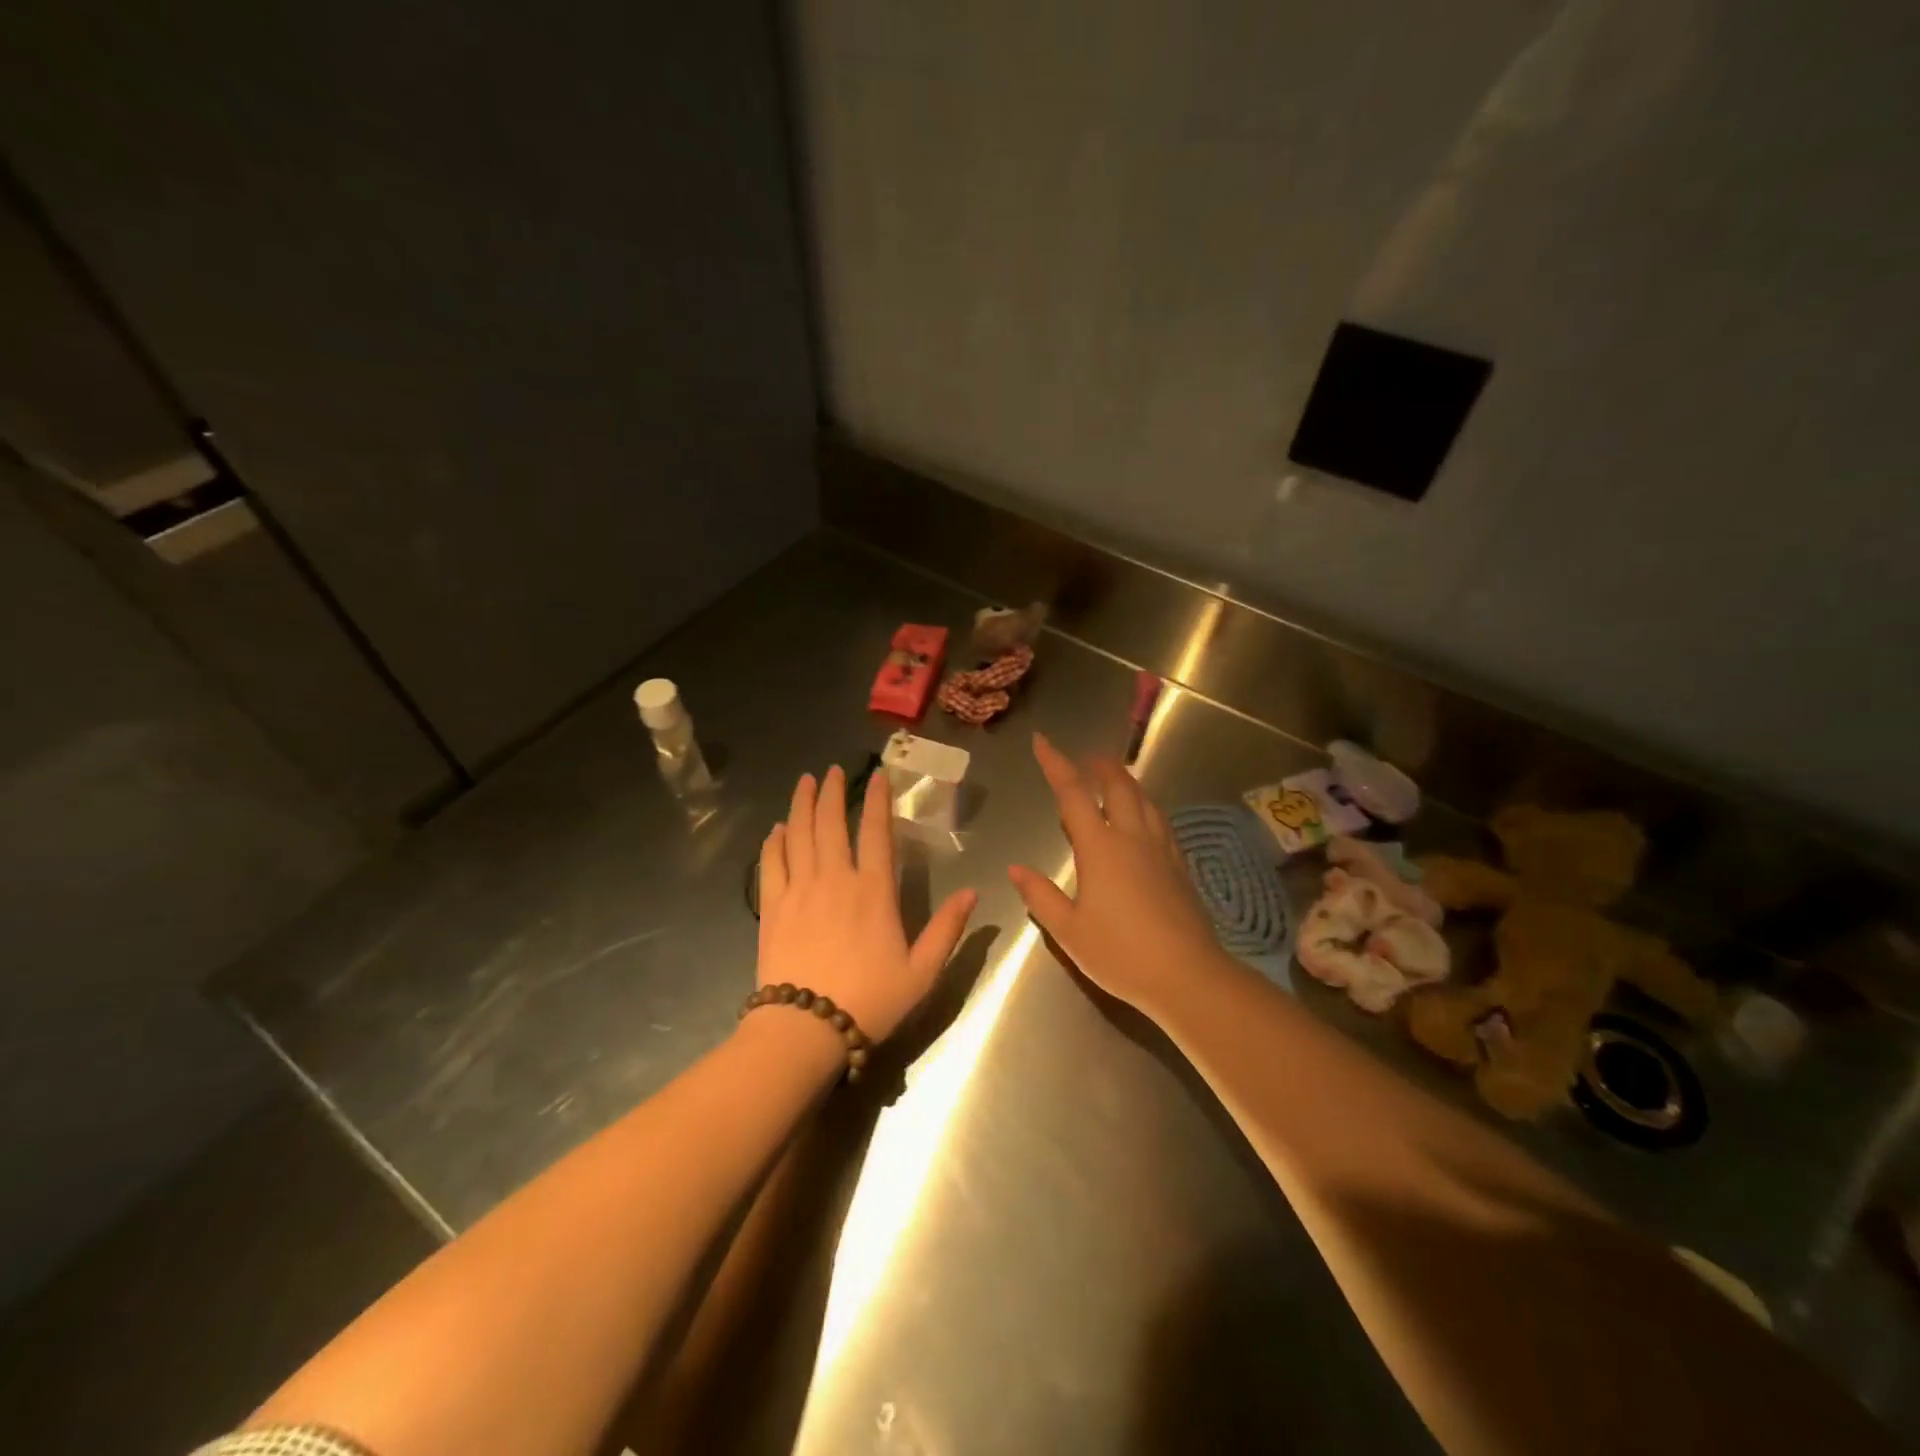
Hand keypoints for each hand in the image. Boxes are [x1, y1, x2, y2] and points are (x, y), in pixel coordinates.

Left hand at [756, 764, 976, 1041]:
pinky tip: (776, 829)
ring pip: (799, 835)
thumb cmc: (870, 1001)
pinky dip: (774, 841)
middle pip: (831, 824)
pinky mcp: (772, 907)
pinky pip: (771, 863)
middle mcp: (835, 879)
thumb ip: (947, 930)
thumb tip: (972, 893)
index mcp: (874, 891)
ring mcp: (799, 890)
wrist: (806, 1029)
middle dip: (833, 792)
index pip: (877, 833)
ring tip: (805, 782)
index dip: (878, 800)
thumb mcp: (922, 972)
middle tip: (833, 770)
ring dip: (802, 805)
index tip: (877, 776)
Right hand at [1009, 733, 1227, 1015]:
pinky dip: (1146, 805)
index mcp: (1101, 847)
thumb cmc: (1121, 954)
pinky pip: (1160, 820)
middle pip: (1118, 785)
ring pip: (1144, 799)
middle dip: (1100, 765)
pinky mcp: (1180, 865)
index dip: (1056, 764)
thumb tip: (1016, 869)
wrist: (1189, 976)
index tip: (1042, 742)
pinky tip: (1145, 818)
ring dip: (1126, 781)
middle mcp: (1133, 837)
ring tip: (1114, 779)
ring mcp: (1161, 849)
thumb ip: (1040, 896)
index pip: (1074, 793)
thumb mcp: (1069, 931)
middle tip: (1086, 757)